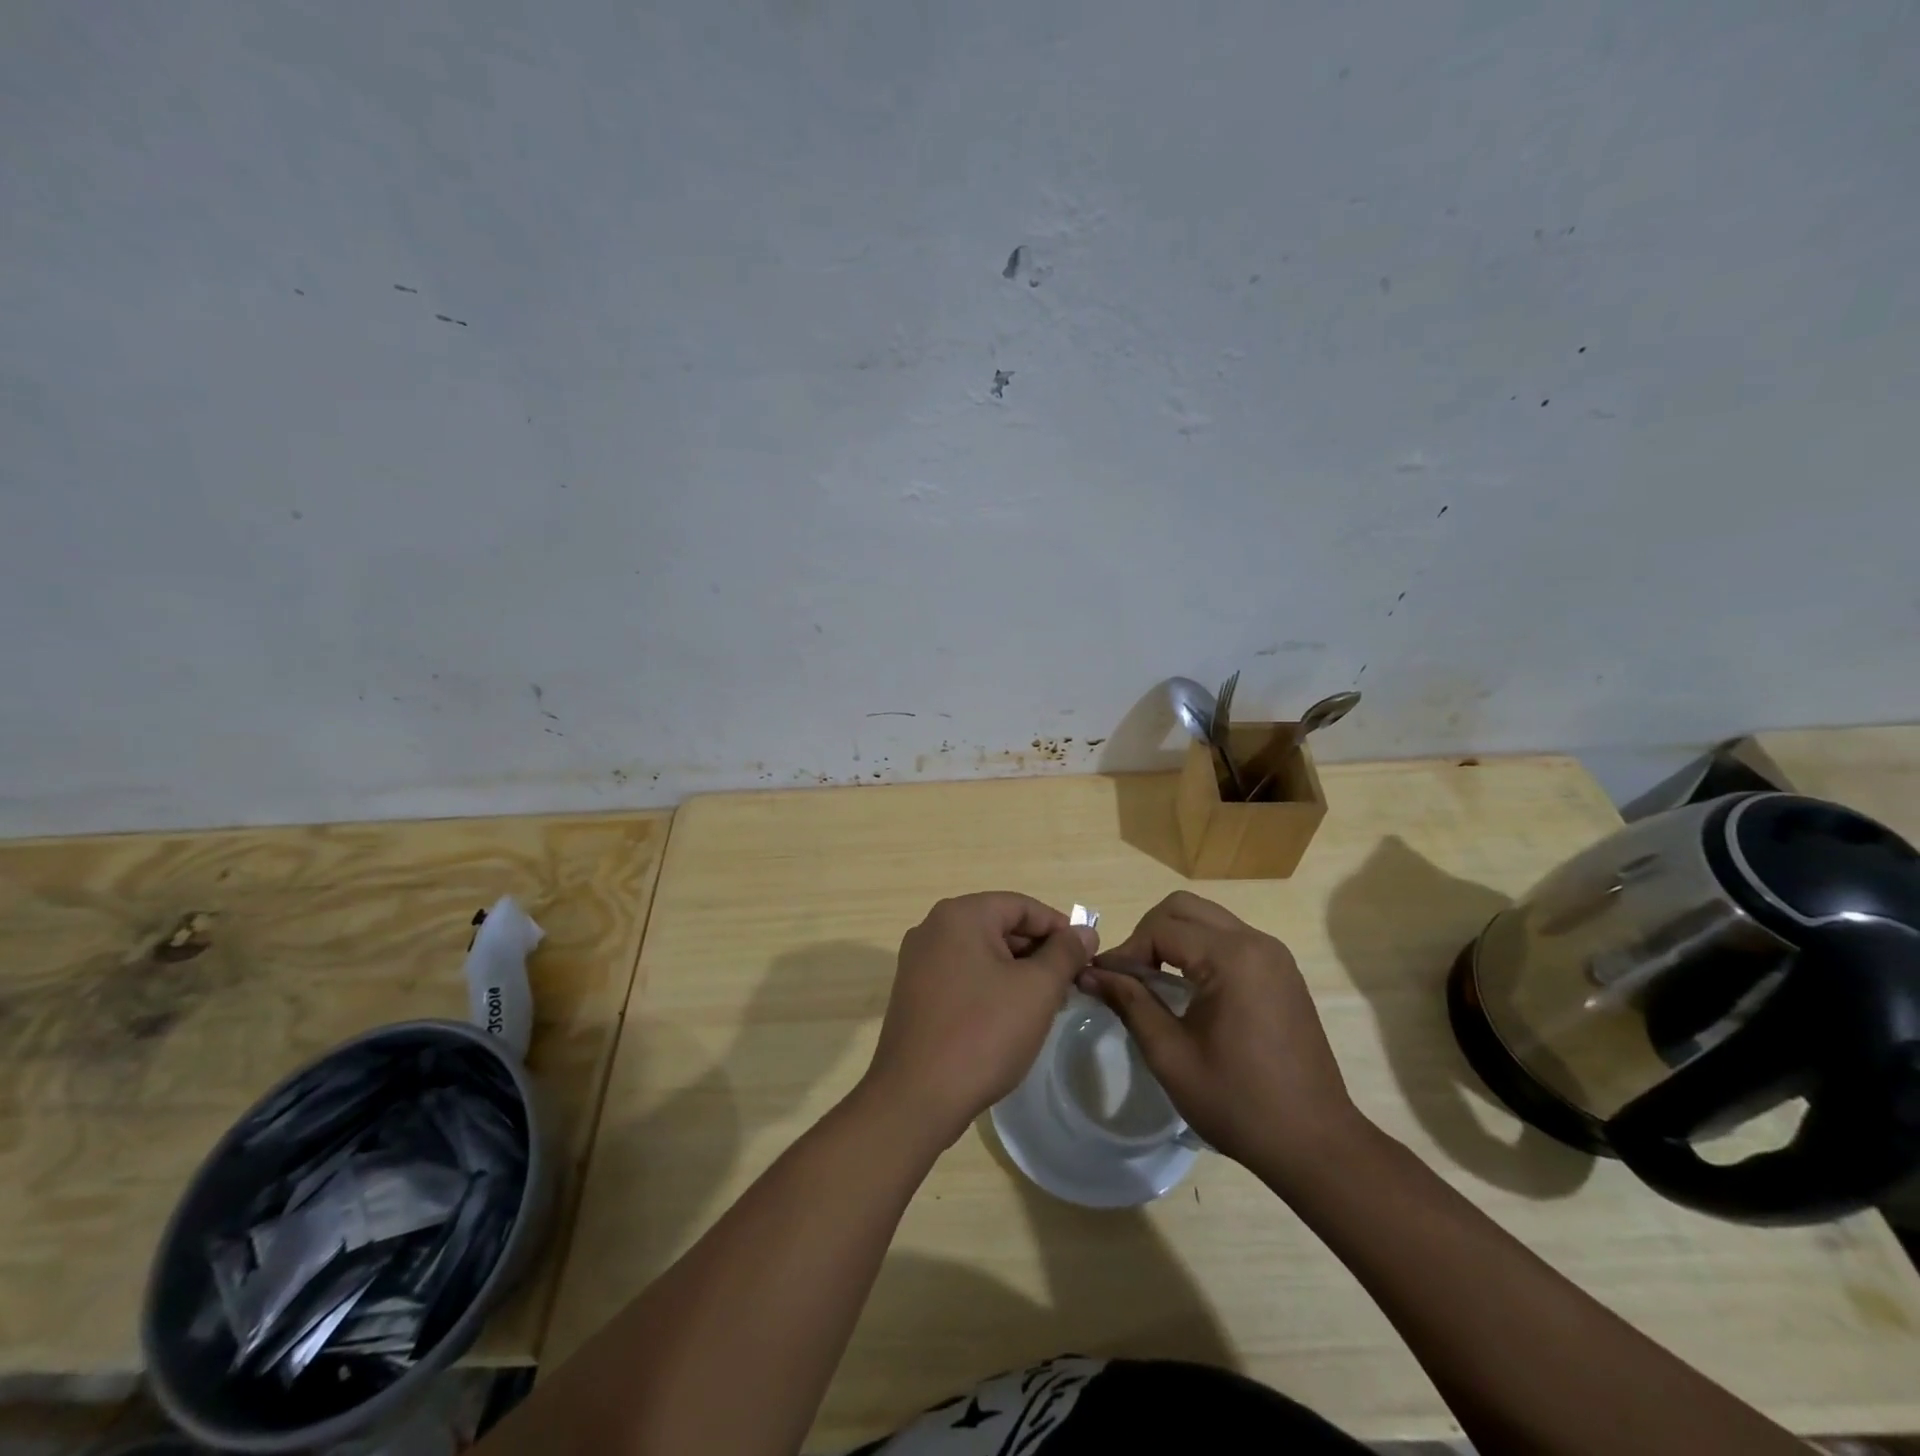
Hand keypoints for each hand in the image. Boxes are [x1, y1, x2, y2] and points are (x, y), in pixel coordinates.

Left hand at [863, 893, 1096, 1145]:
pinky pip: (962, 975)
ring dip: (1016, 972)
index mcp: (960, 915)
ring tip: (1044, 1005)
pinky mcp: (914, 992)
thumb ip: (1065, 953)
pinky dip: (990, 986)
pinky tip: (1009, 1018)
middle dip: (1038, 952)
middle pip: (999, 926)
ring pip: (982, 953)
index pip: (1022, 906)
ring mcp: (918, 961)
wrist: (916, 1097)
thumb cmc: (983, 1033)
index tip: (1085, 957)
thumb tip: (1083, 931)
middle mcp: (933, 928)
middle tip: (1068, 985)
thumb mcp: (1037, 989)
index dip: (1059, 928)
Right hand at [1080, 891, 1360, 1176]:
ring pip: (1208, 919)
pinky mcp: (1282, 972)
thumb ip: (1129, 1003)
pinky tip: (1188, 987)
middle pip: (1184, 907)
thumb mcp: (1170, 1055)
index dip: (1126, 950)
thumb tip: (1089, 973)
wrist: (1316, 1145)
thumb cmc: (1238, 1103)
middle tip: (1130, 974)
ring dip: (1174, 938)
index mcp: (1231, 958)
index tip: (1103, 980)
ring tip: (1152, 979)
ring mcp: (1274, 955)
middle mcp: (1256, 943)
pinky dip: (1200, 949)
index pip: (1161, 928)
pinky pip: (1229, 939)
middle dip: (1147, 933)